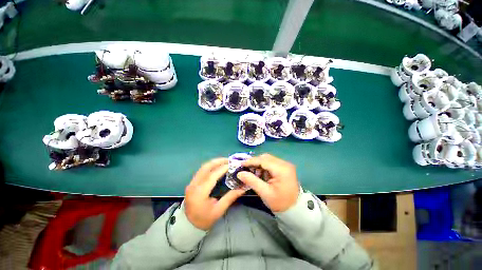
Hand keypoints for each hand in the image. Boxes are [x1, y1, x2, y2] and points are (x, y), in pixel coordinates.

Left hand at [184, 158, 245, 229]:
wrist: (188, 225)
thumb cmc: (204, 220)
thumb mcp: (219, 210)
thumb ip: (230, 197)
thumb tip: (243, 187)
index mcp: (200, 193)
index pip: (212, 175)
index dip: (223, 168)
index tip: (233, 164)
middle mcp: (194, 185)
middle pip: (206, 167)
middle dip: (218, 161)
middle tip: (229, 160)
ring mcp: (191, 183)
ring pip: (203, 167)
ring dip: (214, 162)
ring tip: (225, 161)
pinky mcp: (192, 182)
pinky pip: (201, 170)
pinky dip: (210, 166)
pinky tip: (217, 166)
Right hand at [237, 154, 299, 211]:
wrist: (294, 209)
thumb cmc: (280, 203)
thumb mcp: (264, 193)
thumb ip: (252, 181)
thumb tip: (239, 173)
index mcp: (282, 169)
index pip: (263, 160)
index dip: (251, 161)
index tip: (241, 163)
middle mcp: (285, 163)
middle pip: (266, 158)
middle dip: (255, 162)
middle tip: (245, 168)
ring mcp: (285, 165)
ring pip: (268, 159)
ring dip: (259, 164)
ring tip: (253, 173)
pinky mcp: (284, 167)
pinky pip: (271, 162)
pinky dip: (264, 166)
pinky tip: (260, 173)